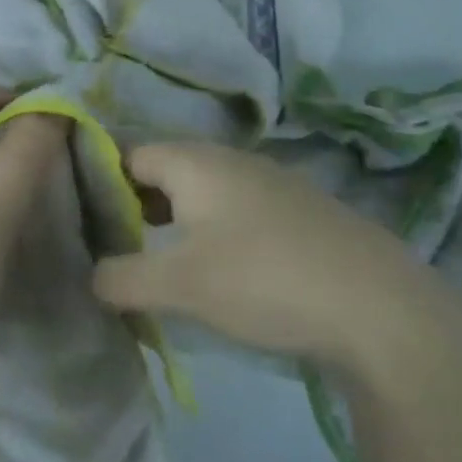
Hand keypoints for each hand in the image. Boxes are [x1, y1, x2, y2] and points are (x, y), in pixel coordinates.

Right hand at [94, 142, 460, 382]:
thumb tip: (93, 276)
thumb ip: (123, 278)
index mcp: (197, 163)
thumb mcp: (181, 285)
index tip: (82, 222)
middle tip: (114, 247)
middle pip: (166, 170)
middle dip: (136, 205)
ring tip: (158, 262)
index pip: (130, 153)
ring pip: (203, 191)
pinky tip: (218, 269)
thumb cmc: (265, 280)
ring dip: (175, 220)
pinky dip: (212, 231)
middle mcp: (232, 160)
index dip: (100, 182)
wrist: (379, 307)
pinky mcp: (299, 212)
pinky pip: (236, 210)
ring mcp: (271, 183)